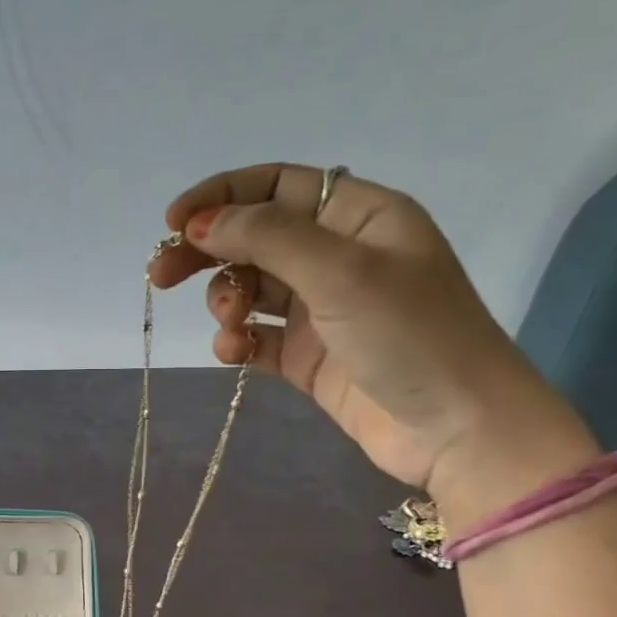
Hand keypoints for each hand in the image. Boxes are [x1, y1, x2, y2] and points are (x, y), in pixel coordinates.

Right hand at [155, 162, 597, 520]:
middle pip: (253, 237)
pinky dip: (237, 341)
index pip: (276, 187)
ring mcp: (322, 310)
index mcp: (358, 217)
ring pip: (250, 288)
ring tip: (230, 324)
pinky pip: (257, 337)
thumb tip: (201, 223)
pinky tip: (234, 351)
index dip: (222, 196)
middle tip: (160, 274)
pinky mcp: (308, 357)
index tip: (174, 221)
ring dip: (226, 300)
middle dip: (207, 252)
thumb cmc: (411, 335)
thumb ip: (267, 238)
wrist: (456, 429)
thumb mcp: (341, 272)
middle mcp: (337, 256)